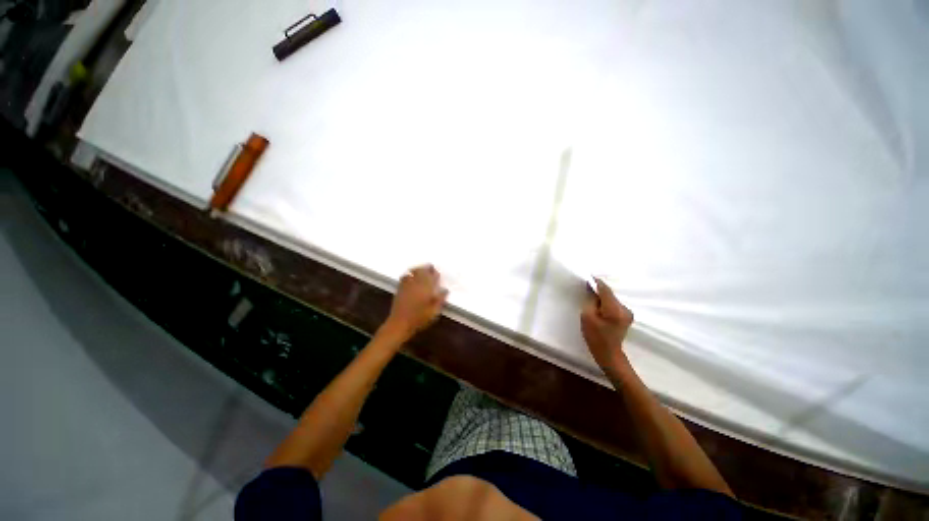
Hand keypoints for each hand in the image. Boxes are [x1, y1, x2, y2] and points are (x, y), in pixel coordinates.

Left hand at [383, 265, 448, 339]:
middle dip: (427, 268)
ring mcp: (407, 285)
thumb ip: (440, 300)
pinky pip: (405, 276)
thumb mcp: (434, 312)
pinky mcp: (400, 288)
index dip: (435, 274)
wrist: (400, 324)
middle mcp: (417, 284)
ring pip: (413, 271)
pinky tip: (410, 275)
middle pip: (422, 271)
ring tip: (421, 269)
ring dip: (418, 269)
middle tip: (431, 268)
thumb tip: (445, 290)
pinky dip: (409, 273)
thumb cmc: (419, 319)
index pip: (432, 276)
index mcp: (426, 288)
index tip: (438, 273)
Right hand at [581, 279, 633, 372]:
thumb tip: (592, 289)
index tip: (588, 277)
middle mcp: (624, 308)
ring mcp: (627, 313)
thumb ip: (591, 300)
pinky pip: (614, 305)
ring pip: (611, 299)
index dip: (596, 282)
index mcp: (614, 309)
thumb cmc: (595, 336)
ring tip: (592, 302)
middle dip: (598, 291)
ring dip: (602, 298)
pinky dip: (606, 304)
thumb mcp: (587, 317)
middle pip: (609, 294)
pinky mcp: (626, 316)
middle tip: (587, 291)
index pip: (605, 289)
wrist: (608, 353)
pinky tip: (600, 309)